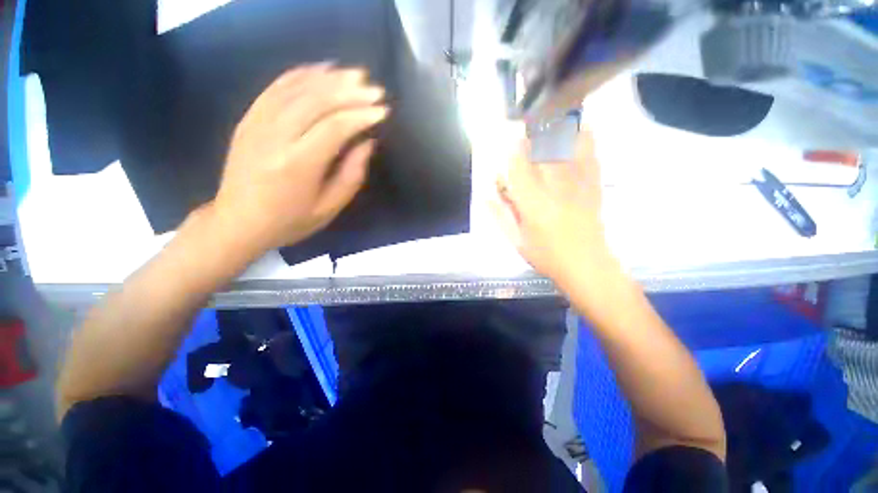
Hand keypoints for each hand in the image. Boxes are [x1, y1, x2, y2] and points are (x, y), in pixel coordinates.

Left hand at [212, 64, 388, 254]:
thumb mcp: (329, 208)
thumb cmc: (289, 221)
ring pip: (297, 89)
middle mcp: (275, 137)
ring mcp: (257, 124)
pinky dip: (300, 74)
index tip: (382, 111)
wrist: (237, 223)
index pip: (335, 127)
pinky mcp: (248, 119)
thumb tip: (367, 144)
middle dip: (350, 92)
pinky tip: (320, 69)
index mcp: (298, 164)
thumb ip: (351, 175)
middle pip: (317, 101)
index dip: (361, 116)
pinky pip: (275, 88)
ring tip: (355, 75)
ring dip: (329, 79)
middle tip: (375, 89)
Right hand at [491, 130, 611, 284]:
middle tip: (526, 126)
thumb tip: (485, 195)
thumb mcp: (515, 241)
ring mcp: (578, 184)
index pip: (518, 167)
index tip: (508, 140)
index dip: (511, 150)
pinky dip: (585, 136)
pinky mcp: (595, 185)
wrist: (587, 265)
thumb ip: (499, 216)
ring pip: (567, 145)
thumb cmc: (546, 256)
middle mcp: (555, 189)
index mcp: (532, 205)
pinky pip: (591, 153)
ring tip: (549, 119)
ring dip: (556, 128)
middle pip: (542, 149)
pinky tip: (580, 127)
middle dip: (532, 133)